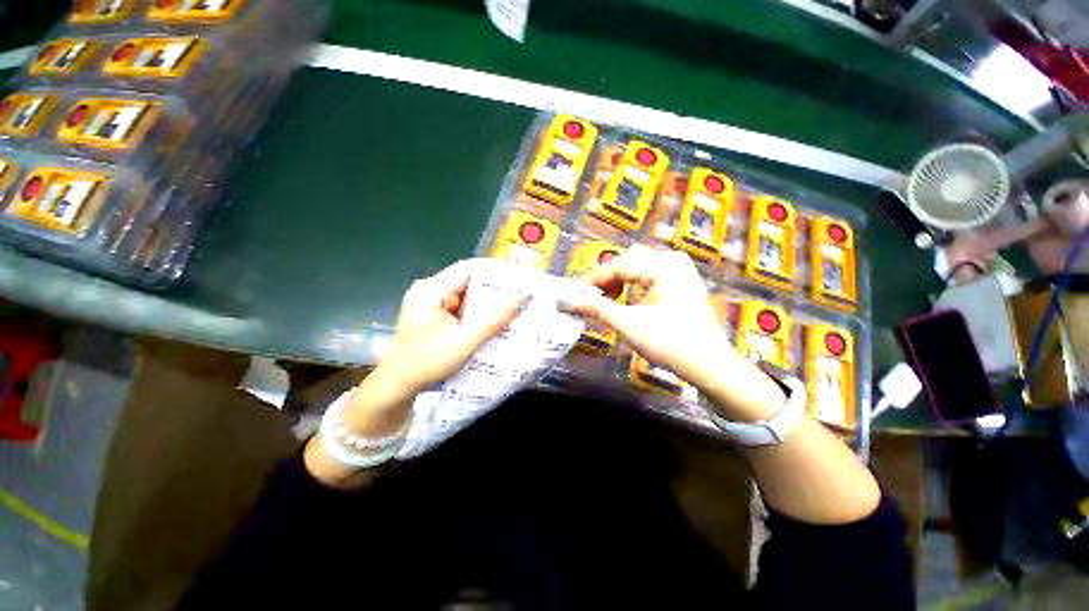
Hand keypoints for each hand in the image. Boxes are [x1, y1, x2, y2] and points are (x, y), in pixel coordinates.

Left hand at [378, 259, 523, 394]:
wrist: (400, 383)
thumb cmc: (428, 363)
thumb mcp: (464, 343)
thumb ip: (493, 320)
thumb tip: (520, 298)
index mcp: (430, 291)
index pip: (468, 269)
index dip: (494, 271)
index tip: (517, 279)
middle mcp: (428, 289)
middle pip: (467, 280)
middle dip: (492, 289)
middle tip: (518, 295)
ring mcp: (429, 299)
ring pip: (465, 293)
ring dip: (484, 301)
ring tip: (509, 306)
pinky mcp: (432, 310)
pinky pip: (459, 303)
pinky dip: (475, 310)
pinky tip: (490, 318)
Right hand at [565, 245, 783, 420]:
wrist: (709, 366)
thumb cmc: (670, 344)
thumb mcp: (628, 325)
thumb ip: (597, 308)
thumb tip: (571, 301)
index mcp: (663, 267)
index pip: (618, 265)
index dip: (594, 279)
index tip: (576, 292)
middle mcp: (674, 263)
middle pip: (629, 260)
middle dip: (608, 278)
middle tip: (594, 297)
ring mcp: (682, 272)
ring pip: (640, 266)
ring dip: (622, 280)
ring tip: (611, 299)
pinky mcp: (684, 283)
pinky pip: (653, 274)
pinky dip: (636, 283)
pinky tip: (631, 299)